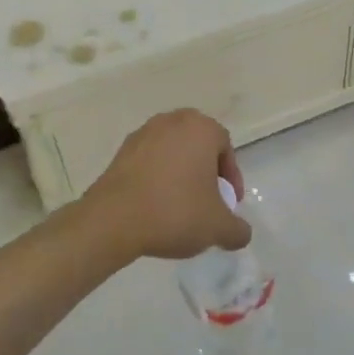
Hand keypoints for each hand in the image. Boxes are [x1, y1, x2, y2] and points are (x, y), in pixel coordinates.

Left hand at [82, 110, 250, 260]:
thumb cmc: (175, 212)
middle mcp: (172, 121)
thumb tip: (240, 233)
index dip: (231, 178)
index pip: (225, 147)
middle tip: (208, 201)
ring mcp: (143, 133)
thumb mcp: (218, 228)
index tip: (229, 204)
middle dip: (206, 172)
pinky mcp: (120, 151)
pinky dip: (157, 178)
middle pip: (198, 146)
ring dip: (180, 175)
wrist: (113, 220)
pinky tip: (156, 206)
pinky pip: (149, 162)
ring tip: (181, 207)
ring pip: (172, 153)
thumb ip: (238, 230)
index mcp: (200, 128)